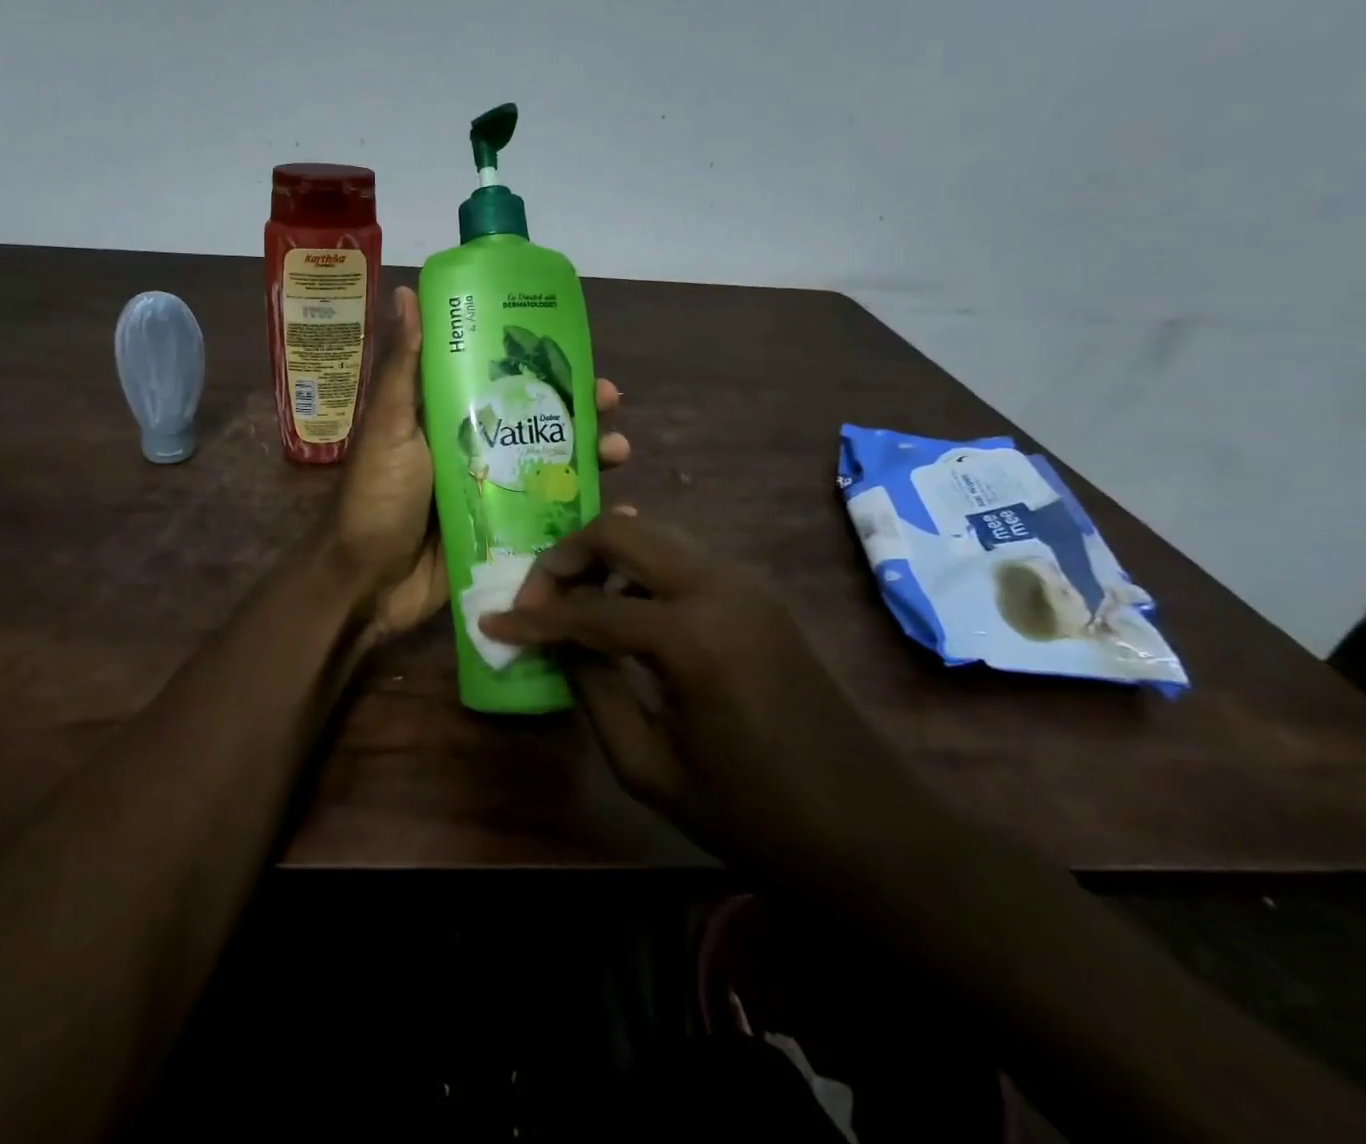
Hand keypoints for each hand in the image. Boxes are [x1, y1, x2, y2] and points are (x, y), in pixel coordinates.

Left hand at [334, 286, 629, 645]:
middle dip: (577, 409)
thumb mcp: (388, 427)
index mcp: (447, 417)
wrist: (367, 584)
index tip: (577, 352)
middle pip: (536, 420)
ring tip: (619, 451)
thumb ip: (402, 368)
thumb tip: (406, 291)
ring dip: (588, 454)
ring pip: (550, 464)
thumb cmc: (376, 498)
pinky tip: (617, 507)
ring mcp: (492, 492)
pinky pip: (551, 515)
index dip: (539, 365)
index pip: (501, 380)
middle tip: (611, 403)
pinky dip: (584, 509)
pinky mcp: (504, 533)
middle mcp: (474, 449)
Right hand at [478, 513, 944, 886]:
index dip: (533, 618)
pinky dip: (641, 568)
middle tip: (537, 601)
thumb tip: (558, 643)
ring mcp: (746, 582)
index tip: (492, 623)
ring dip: (605, 557)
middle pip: (621, 531)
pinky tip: (626, 608)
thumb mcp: (650, 768)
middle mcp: (720, 586)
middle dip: (566, 558)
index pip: (588, 609)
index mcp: (693, 637)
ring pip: (653, 534)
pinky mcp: (759, 592)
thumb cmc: (755, 818)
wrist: (874, 834)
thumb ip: (593, 691)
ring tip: (575, 604)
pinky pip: (682, 557)